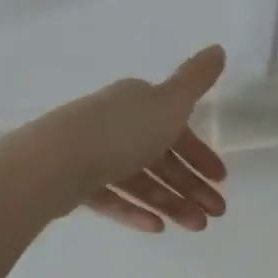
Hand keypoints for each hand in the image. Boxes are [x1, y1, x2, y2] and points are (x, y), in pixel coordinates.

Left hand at [7, 45, 228, 232]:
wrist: (56, 161)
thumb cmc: (121, 131)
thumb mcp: (169, 102)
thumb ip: (196, 80)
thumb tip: (218, 49)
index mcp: (137, 103)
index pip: (175, 126)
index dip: (199, 151)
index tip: (220, 177)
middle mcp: (115, 124)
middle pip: (160, 157)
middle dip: (190, 184)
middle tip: (216, 213)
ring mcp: (93, 153)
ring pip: (139, 180)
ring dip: (171, 202)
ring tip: (196, 227)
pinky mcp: (76, 182)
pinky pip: (112, 197)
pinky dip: (134, 210)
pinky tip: (156, 228)